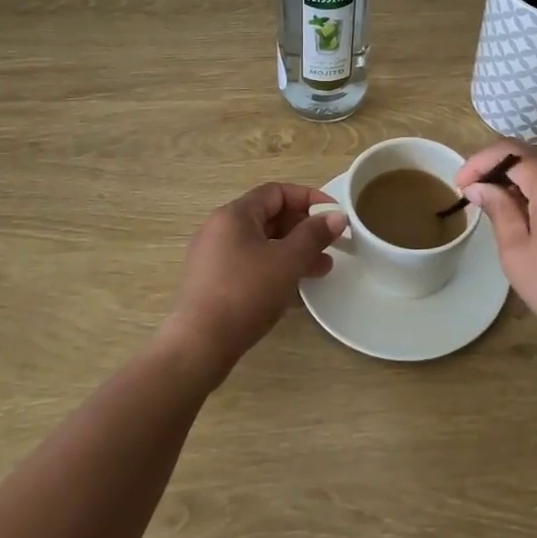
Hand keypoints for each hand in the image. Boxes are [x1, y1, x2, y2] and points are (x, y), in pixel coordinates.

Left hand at [162, 182, 346, 380]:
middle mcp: (220, 229)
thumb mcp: (287, 261)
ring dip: (293, 251)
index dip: (309, 198)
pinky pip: (250, 264)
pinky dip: (275, 268)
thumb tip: (337, 216)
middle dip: (304, 229)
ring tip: (322, 269)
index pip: (276, 192)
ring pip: (261, 243)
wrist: (199, 345)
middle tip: (331, 245)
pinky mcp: (213, 282)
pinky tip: (294, 289)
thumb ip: (314, 235)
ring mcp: (213, 257)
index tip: (333, 214)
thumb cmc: (246, 293)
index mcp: (234, 215)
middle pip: (269, 217)